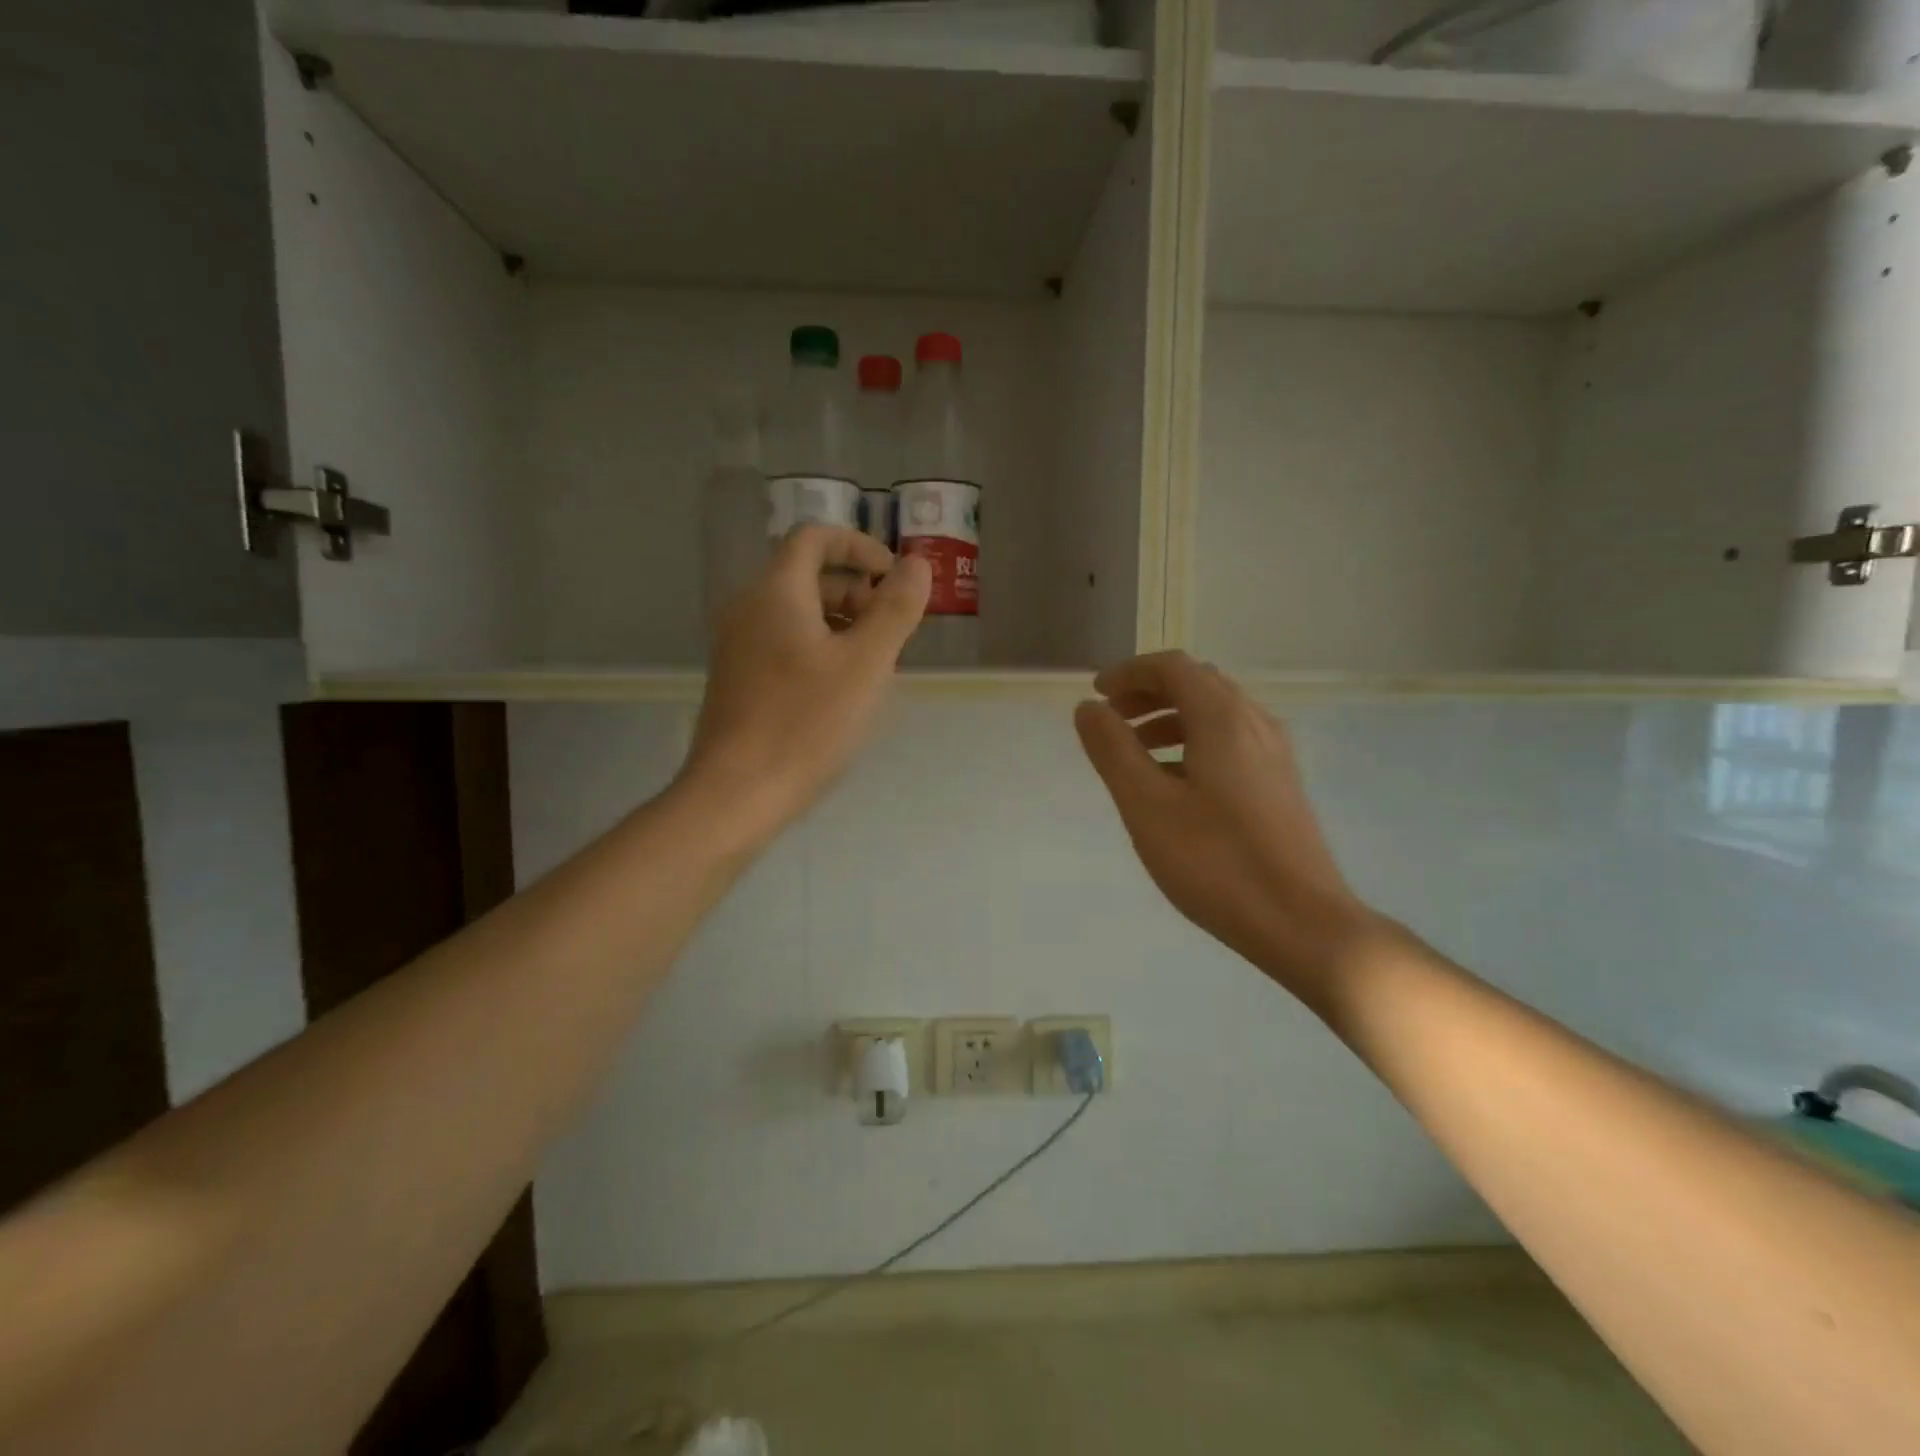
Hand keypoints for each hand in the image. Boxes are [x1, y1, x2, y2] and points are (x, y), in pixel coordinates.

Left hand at [682, 526, 929, 837]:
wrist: (737, 792)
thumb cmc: (806, 722)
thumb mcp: (866, 663)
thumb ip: (895, 608)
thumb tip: (917, 565)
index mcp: (776, 592)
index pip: (815, 538)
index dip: (860, 547)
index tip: (894, 578)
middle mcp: (749, 608)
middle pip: (808, 576)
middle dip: (857, 593)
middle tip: (891, 632)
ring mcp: (738, 646)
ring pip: (798, 614)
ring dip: (842, 624)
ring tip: (874, 666)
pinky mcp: (738, 679)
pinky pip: (784, 643)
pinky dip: (819, 649)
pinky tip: (841, 691)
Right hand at [1074, 651, 1378, 1005]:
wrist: (1303, 922)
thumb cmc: (1215, 861)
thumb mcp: (1146, 805)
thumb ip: (1113, 750)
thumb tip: (1088, 709)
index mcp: (1222, 719)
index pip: (1172, 667)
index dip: (1129, 673)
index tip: (1095, 695)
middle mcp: (1254, 723)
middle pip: (1197, 684)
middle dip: (1148, 693)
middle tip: (1111, 719)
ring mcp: (1274, 755)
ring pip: (1216, 714)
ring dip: (1170, 719)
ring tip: (1134, 752)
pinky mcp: (1280, 785)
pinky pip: (1231, 742)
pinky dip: (1193, 743)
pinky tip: (1174, 784)